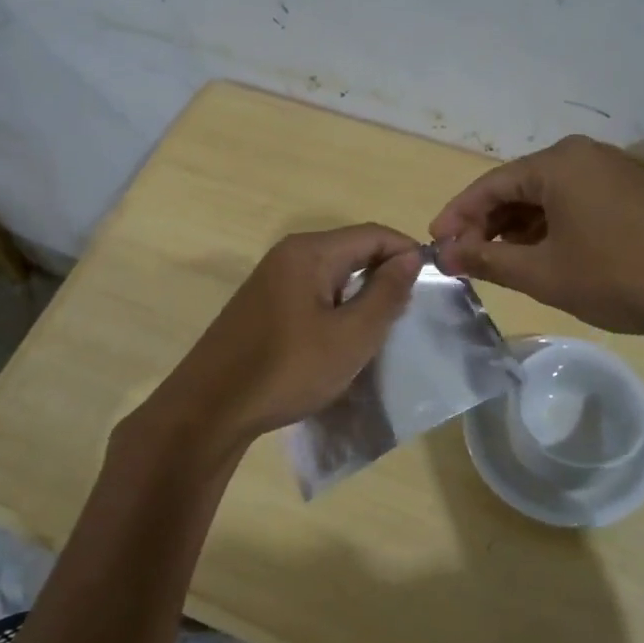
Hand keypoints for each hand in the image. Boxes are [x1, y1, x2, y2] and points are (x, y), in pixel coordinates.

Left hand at [140, 224, 423, 454]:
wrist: (211, 408)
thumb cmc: (288, 369)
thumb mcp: (351, 336)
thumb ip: (386, 293)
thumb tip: (410, 257)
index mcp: (310, 252)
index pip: (373, 234)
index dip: (407, 253)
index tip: (432, 286)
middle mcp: (288, 255)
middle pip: (351, 250)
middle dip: (385, 275)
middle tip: (407, 314)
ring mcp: (270, 279)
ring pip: (332, 274)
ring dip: (360, 295)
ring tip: (379, 331)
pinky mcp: (261, 304)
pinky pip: (311, 293)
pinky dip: (335, 308)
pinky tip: (340, 340)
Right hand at [430, 135, 643, 339]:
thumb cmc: (619, 276)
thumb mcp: (544, 273)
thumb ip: (487, 260)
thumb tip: (446, 254)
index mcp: (557, 164)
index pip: (489, 185)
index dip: (457, 215)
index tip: (435, 243)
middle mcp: (582, 156)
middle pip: (518, 187)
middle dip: (486, 223)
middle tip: (463, 257)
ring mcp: (612, 171)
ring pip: (547, 197)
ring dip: (517, 228)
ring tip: (496, 261)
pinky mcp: (632, 192)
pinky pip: (574, 202)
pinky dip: (549, 227)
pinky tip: (540, 255)